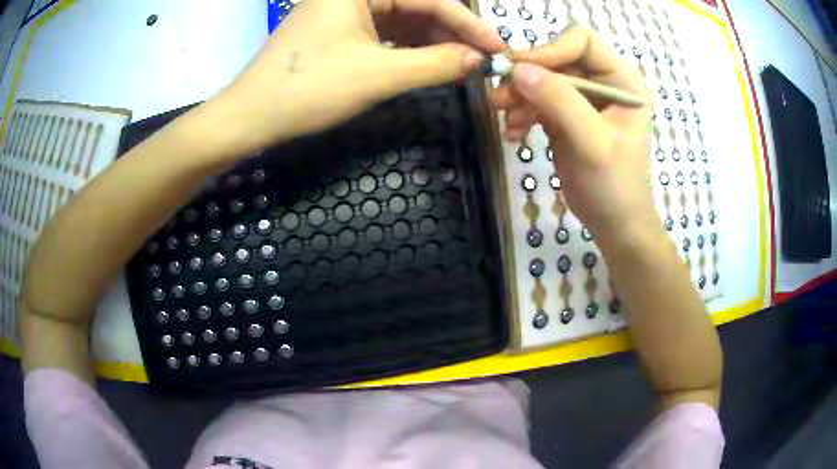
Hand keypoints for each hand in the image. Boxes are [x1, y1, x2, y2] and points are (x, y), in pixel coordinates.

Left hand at [213, 0, 503, 154]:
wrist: (250, 118)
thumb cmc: (307, 90)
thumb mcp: (377, 75)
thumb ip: (434, 63)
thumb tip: (479, 60)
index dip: (467, 24)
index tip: (498, 47)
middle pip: (414, 5)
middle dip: (450, 31)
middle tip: (482, 57)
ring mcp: (343, 12)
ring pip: (400, 20)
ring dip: (431, 40)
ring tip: (461, 63)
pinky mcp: (337, 32)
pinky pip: (383, 33)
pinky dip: (408, 48)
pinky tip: (429, 61)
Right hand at [491, 28, 655, 239]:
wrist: (614, 222)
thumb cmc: (615, 185)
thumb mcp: (592, 142)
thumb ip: (560, 102)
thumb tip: (517, 70)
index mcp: (622, 80)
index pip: (582, 42)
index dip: (550, 50)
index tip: (519, 70)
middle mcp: (603, 82)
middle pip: (557, 60)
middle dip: (527, 78)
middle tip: (498, 99)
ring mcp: (583, 99)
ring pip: (542, 79)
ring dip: (519, 97)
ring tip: (506, 122)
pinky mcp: (566, 115)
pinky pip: (537, 101)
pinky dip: (522, 114)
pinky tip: (515, 134)